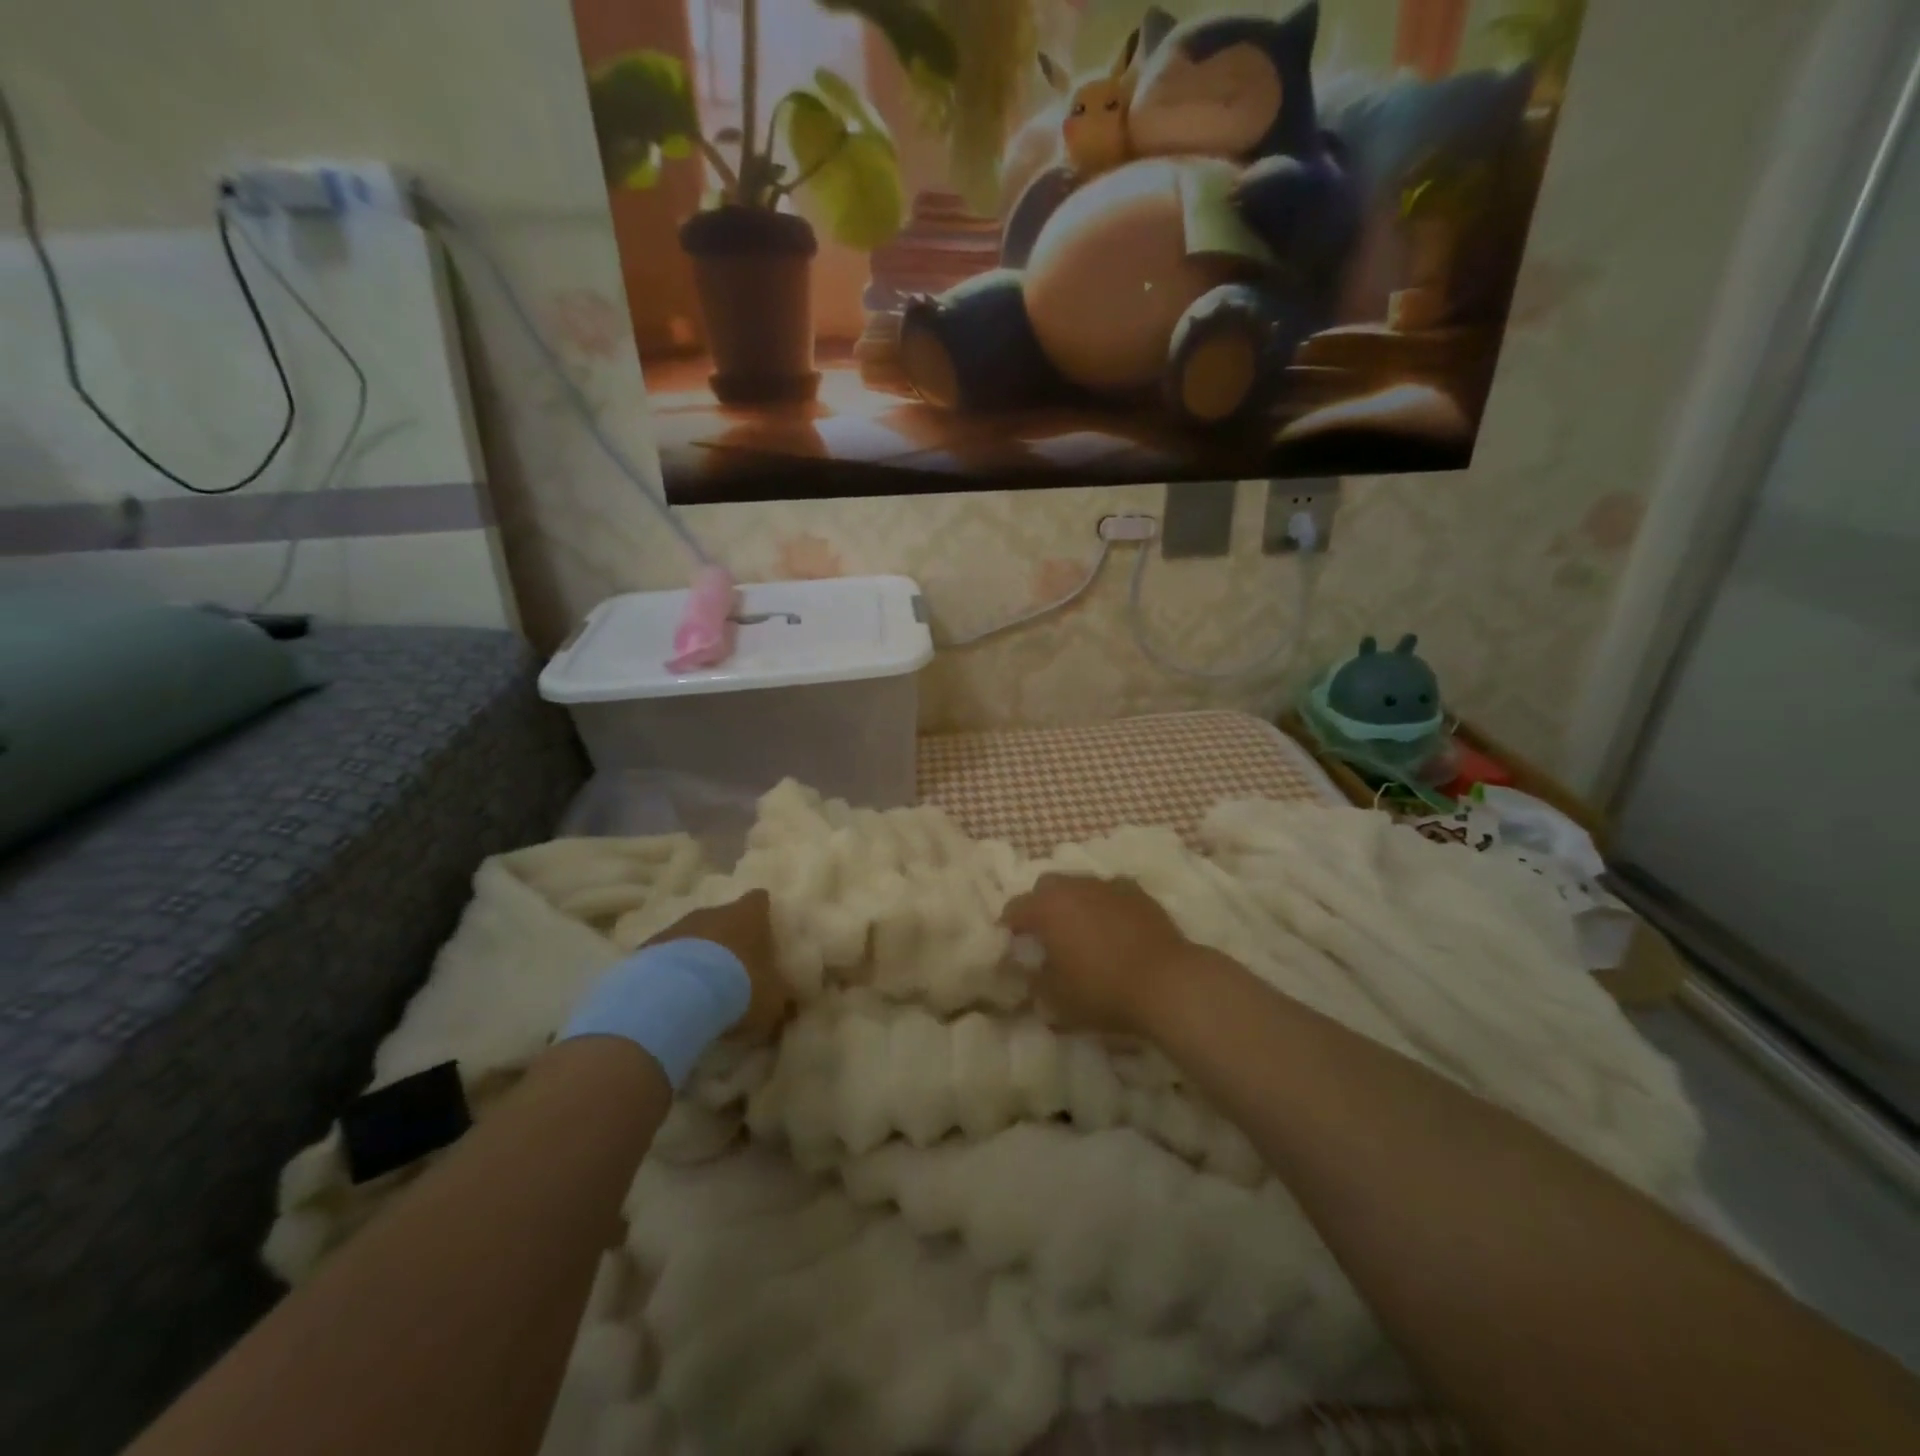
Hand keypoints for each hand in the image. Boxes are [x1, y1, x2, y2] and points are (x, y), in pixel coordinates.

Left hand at [648, 889, 790, 1041]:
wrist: (674, 997)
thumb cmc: (736, 988)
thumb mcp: (773, 1000)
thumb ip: (781, 997)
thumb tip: (789, 1003)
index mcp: (748, 916)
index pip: (759, 900)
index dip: (763, 913)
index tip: (765, 930)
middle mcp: (712, 912)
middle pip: (724, 917)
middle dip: (728, 938)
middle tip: (734, 967)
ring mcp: (677, 927)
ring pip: (692, 935)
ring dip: (697, 954)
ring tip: (700, 987)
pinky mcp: (647, 948)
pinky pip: (665, 956)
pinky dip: (670, 970)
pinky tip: (672, 995)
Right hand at [1003, 874, 1196, 1035]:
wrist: (1167, 982)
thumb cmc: (1103, 990)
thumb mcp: (1056, 999)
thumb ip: (1035, 982)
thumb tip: (1029, 972)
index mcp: (1047, 907)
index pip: (1014, 908)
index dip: (1009, 927)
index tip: (1012, 945)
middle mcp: (1074, 886)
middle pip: (1047, 886)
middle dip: (1041, 906)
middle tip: (1045, 934)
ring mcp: (1108, 885)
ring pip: (1080, 885)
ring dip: (1074, 903)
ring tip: (1081, 931)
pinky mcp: (1137, 892)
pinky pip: (1110, 892)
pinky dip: (1104, 905)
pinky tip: (1113, 927)